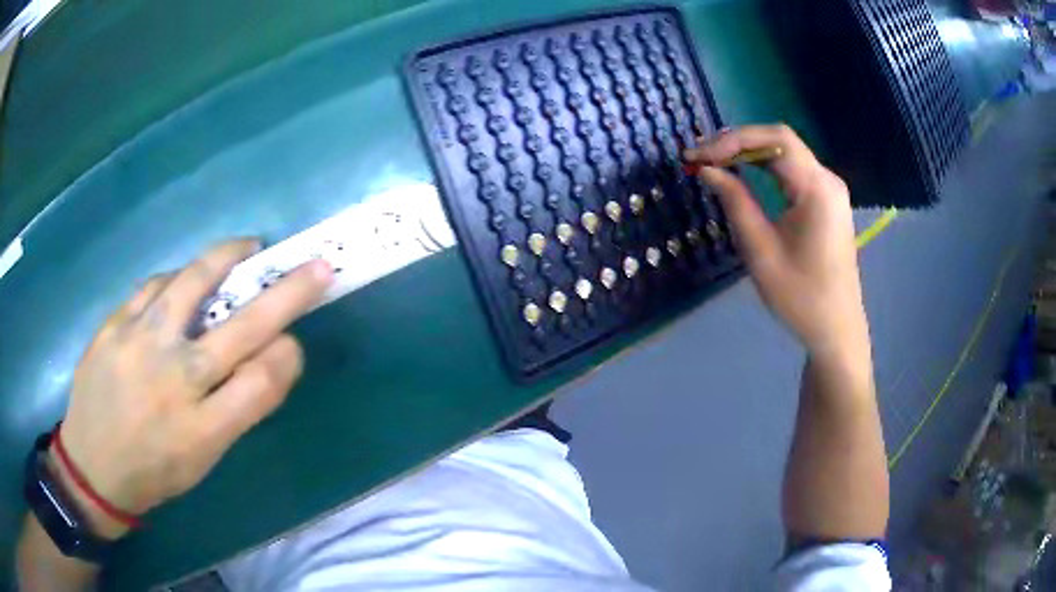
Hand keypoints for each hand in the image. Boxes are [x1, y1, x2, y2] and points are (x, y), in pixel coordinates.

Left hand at [53, 239, 332, 537]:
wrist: (93, 465)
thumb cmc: (154, 470)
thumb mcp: (204, 458)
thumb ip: (238, 408)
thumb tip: (272, 356)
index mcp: (203, 429)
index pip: (264, 380)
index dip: (288, 355)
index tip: (294, 342)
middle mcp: (175, 381)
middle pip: (243, 327)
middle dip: (288, 293)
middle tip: (314, 266)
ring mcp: (140, 345)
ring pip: (192, 283)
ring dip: (227, 259)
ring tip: (244, 248)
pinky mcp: (114, 324)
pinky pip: (154, 286)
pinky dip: (177, 278)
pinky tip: (182, 281)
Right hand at [684, 124, 866, 356]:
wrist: (836, 329)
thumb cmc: (800, 297)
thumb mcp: (761, 251)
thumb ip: (735, 202)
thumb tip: (708, 170)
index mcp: (817, 189)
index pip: (775, 140)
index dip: (733, 139)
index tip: (699, 156)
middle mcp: (828, 180)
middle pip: (781, 141)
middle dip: (738, 143)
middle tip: (702, 157)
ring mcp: (830, 190)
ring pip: (787, 153)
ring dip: (750, 152)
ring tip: (715, 162)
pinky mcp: (827, 201)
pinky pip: (794, 170)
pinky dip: (766, 166)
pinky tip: (744, 173)